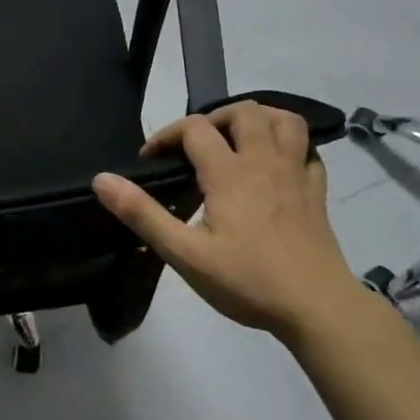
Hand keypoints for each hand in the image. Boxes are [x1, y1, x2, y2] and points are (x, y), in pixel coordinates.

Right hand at [92, 101, 364, 340]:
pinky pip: (309, 152)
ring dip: (260, 120)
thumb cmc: (247, 281)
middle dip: (214, 118)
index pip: (194, 129)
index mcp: (229, 173)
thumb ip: (143, 214)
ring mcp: (297, 175)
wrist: (316, 307)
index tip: (150, 159)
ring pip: (286, 121)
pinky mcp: (317, 193)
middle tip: (197, 147)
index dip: (167, 135)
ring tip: (238, 141)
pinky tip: (278, 167)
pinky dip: (292, 148)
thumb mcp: (184, 254)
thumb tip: (102, 180)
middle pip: (244, 112)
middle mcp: (265, 162)